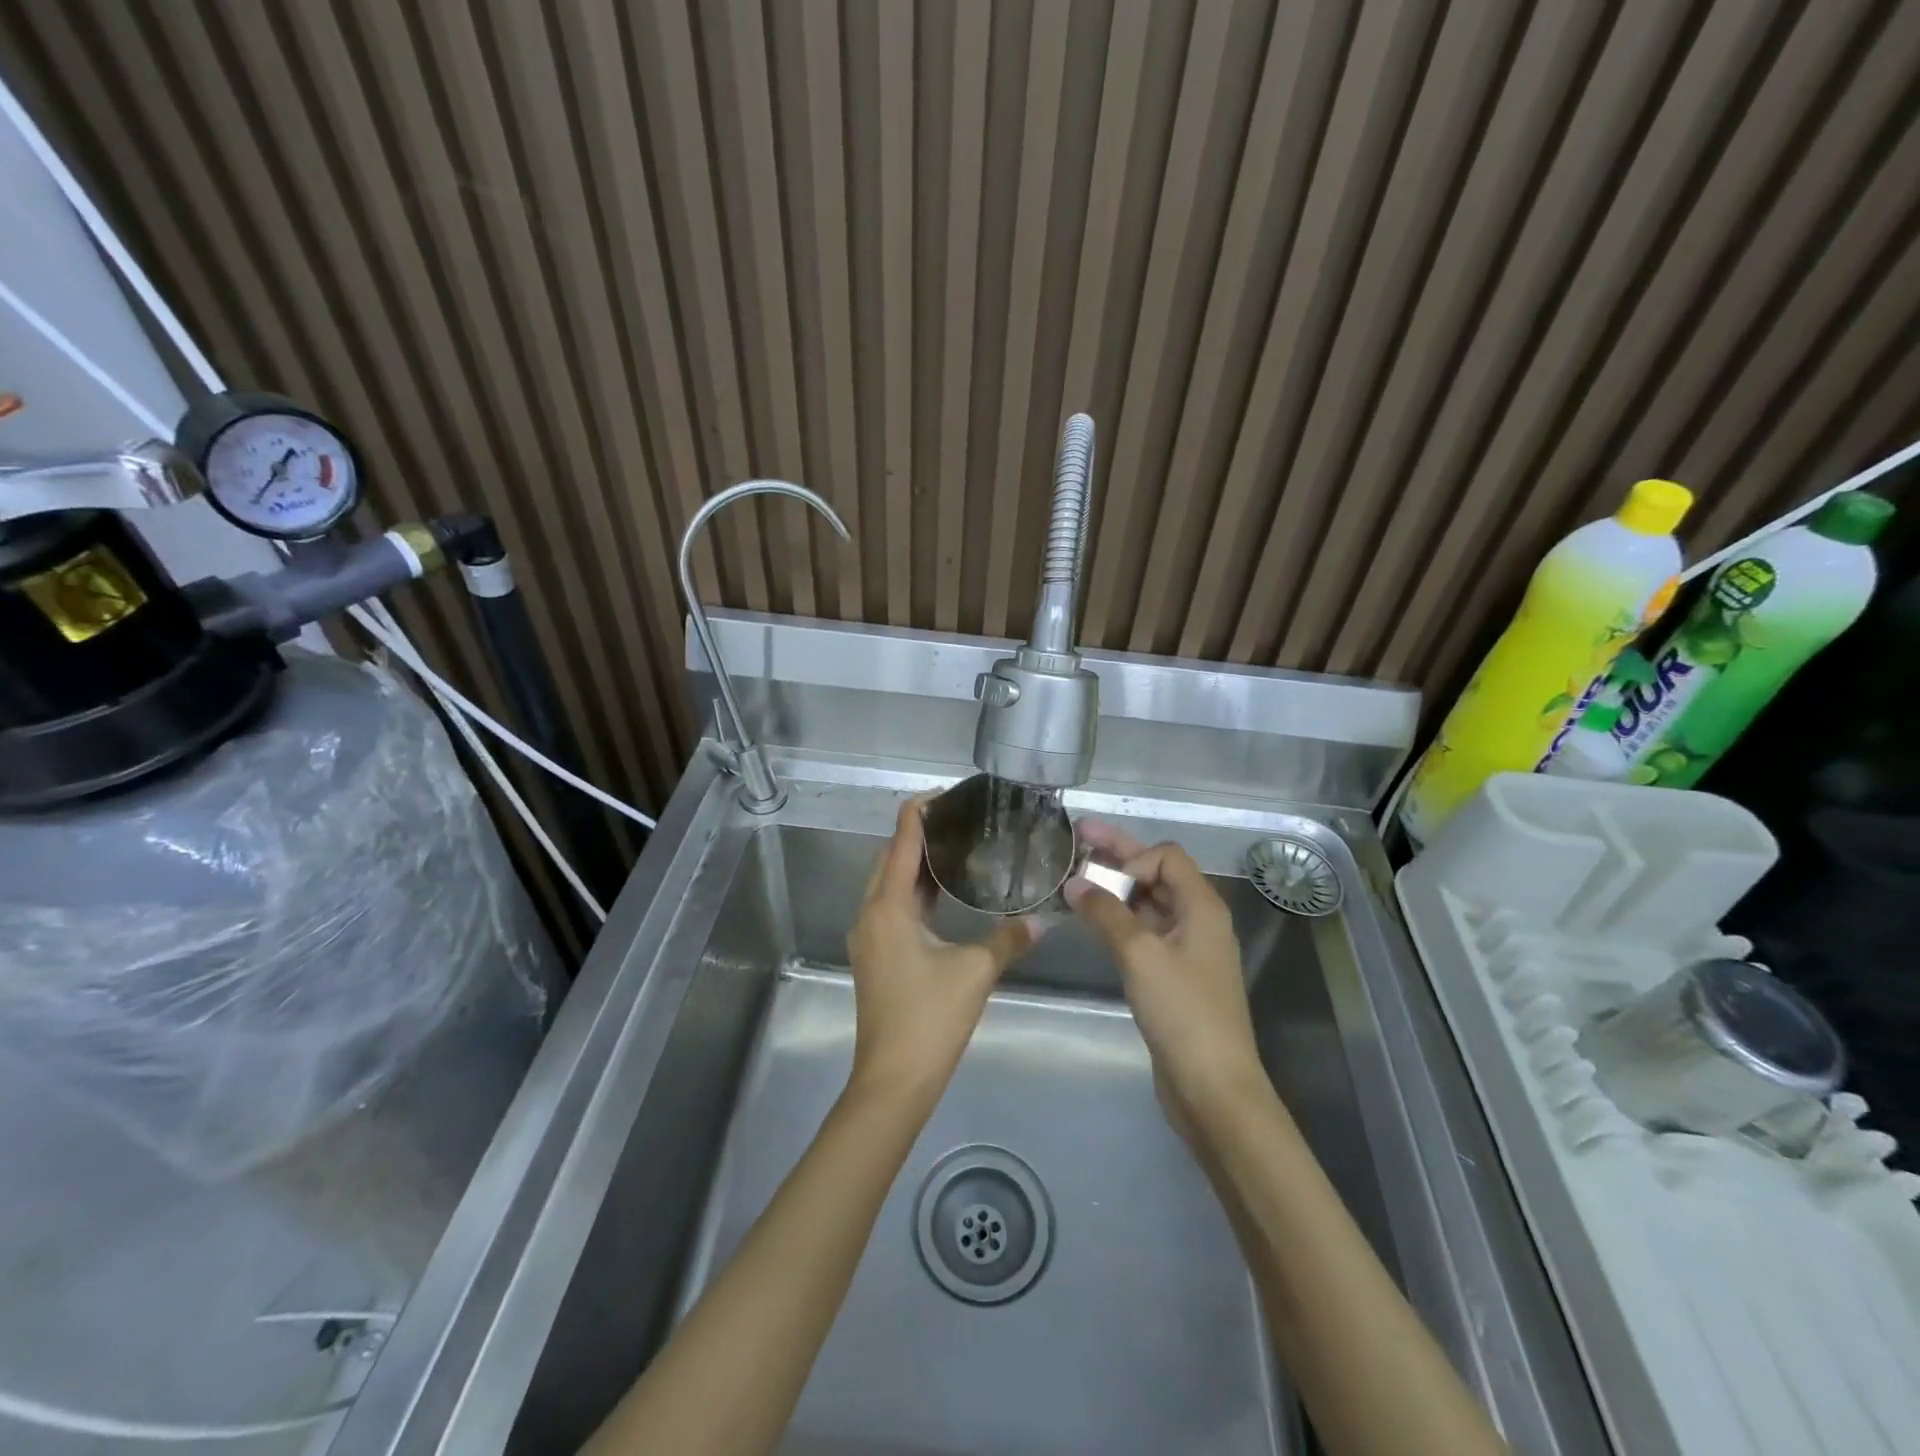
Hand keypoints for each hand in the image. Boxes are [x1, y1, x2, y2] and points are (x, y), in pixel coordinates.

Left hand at [845, 797, 1038, 1107]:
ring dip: (915, 864)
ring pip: (888, 884)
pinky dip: (913, 892)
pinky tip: (943, 895)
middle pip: (889, 858)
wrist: (892, 1080)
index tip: (947, 794)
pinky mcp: (875, 956)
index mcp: (889, 907)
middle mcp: (871, 913)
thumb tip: (1043, 920)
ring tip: (955, 849)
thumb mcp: (975, 973)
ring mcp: (869, 936)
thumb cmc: (930, 1019)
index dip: (919, 812)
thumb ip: (1008, 940)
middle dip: (918, 834)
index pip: (901, 841)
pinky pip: (891, 907)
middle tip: (959, 820)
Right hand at [1066, 821, 1266, 1120]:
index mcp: (1202, 907)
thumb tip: (1074, 882)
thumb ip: (1106, 914)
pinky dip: (1118, 921)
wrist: (1213, 1088)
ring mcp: (1186, 950)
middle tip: (1077, 835)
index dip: (1133, 857)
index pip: (1166, 856)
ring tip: (1074, 880)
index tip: (1104, 883)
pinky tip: (1092, 923)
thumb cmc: (1183, 1013)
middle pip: (1156, 875)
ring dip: (1115, 890)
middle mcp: (1198, 921)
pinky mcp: (1173, 976)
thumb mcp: (1141, 956)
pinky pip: (1144, 932)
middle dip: (1117, 855)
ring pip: (1148, 904)